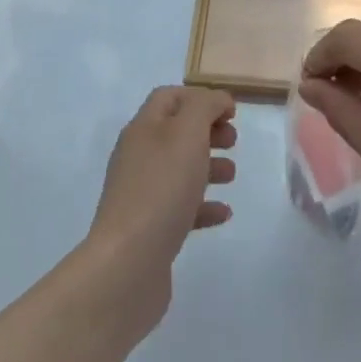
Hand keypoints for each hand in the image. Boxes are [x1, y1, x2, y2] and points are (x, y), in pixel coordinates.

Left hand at [85, 86, 236, 329]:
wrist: (128, 264)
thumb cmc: (162, 188)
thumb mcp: (187, 133)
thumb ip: (204, 107)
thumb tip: (216, 100)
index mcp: (143, 128)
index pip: (169, 97)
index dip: (201, 98)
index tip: (232, 112)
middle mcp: (138, 156)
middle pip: (176, 132)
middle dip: (207, 131)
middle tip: (233, 142)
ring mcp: (142, 194)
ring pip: (179, 169)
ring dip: (209, 166)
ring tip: (232, 176)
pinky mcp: (150, 228)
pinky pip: (180, 208)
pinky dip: (204, 205)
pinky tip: (223, 213)